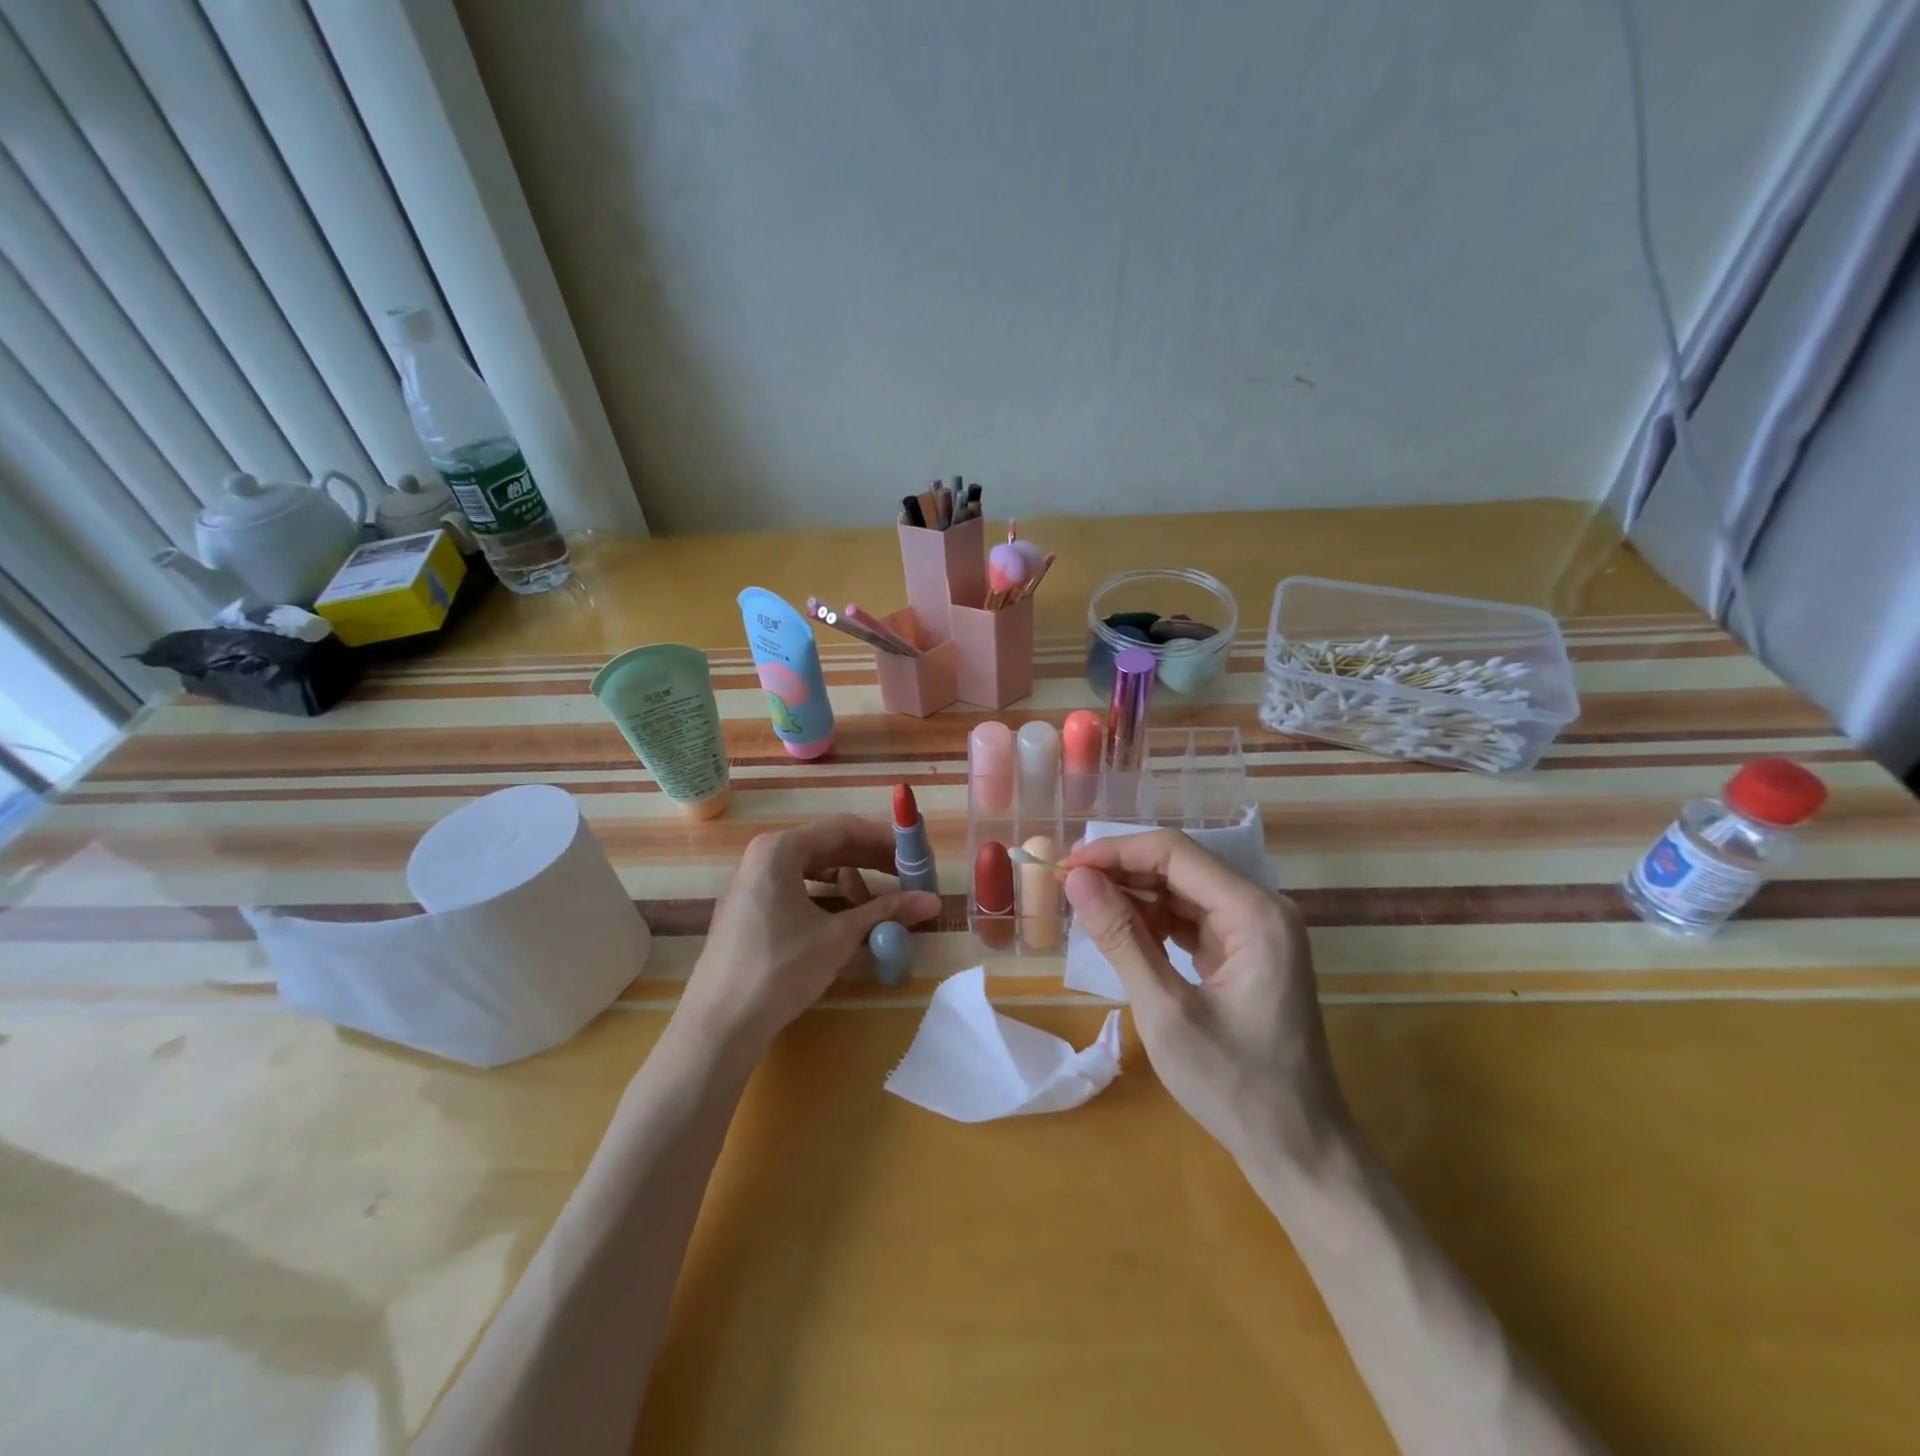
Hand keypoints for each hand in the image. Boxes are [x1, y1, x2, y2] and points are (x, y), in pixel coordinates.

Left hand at [680, 815, 940, 1055]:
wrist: (719, 1025)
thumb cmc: (780, 969)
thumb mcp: (839, 937)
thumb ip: (886, 912)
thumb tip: (934, 901)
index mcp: (780, 849)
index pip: (843, 829)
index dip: (884, 839)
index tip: (915, 854)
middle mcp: (762, 856)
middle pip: (827, 845)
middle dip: (869, 860)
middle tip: (907, 876)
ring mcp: (752, 882)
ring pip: (812, 868)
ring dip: (850, 880)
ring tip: (878, 903)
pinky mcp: (749, 909)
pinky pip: (796, 887)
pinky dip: (826, 896)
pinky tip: (845, 916)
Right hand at [1061, 829, 1346, 1165]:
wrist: (1299, 1149)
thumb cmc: (1234, 1086)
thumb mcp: (1165, 1011)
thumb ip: (1121, 938)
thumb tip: (1077, 880)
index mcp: (1254, 913)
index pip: (1175, 853)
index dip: (1115, 852)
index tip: (1066, 868)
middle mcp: (1262, 909)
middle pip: (1180, 866)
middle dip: (1123, 873)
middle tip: (1068, 889)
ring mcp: (1257, 931)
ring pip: (1183, 890)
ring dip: (1135, 897)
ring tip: (1087, 911)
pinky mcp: (1247, 952)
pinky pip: (1193, 919)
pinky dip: (1155, 922)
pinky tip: (1123, 934)